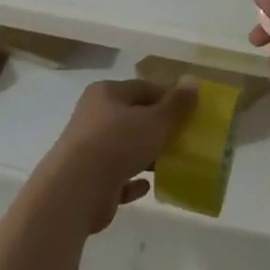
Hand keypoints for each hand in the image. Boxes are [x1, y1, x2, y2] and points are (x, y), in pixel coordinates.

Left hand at [35, 78, 197, 233]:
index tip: (189, 112)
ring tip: (171, 164)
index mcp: (106, 93)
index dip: (167, 98)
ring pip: (124, 148)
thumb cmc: (117, 143)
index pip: (142, 88)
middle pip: (133, 118)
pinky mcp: (89, 180)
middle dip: (158, 129)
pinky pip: (116, 176)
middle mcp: (94, 116)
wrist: (76, 189)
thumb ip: (176, 104)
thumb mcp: (154, 121)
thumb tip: (193, 80)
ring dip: (146, 155)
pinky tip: (148, 186)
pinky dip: (132, 180)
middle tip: (183, 139)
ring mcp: (89, 148)